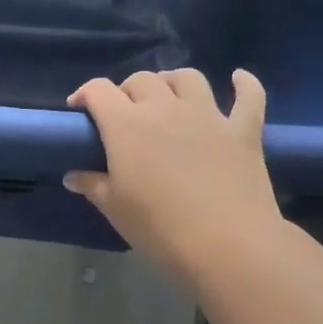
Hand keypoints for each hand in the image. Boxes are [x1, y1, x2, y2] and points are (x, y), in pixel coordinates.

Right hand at [65, 68, 283, 274]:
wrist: (227, 245)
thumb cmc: (160, 228)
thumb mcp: (116, 209)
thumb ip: (93, 185)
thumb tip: (73, 176)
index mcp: (127, 124)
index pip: (99, 91)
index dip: (85, 94)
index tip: (79, 110)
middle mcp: (165, 108)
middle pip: (142, 80)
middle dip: (127, 91)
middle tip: (124, 114)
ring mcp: (208, 115)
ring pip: (188, 78)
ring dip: (173, 81)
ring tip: (168, 97)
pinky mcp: (243, 130)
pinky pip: (249, 97)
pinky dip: (245, 85)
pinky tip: (239, 79)